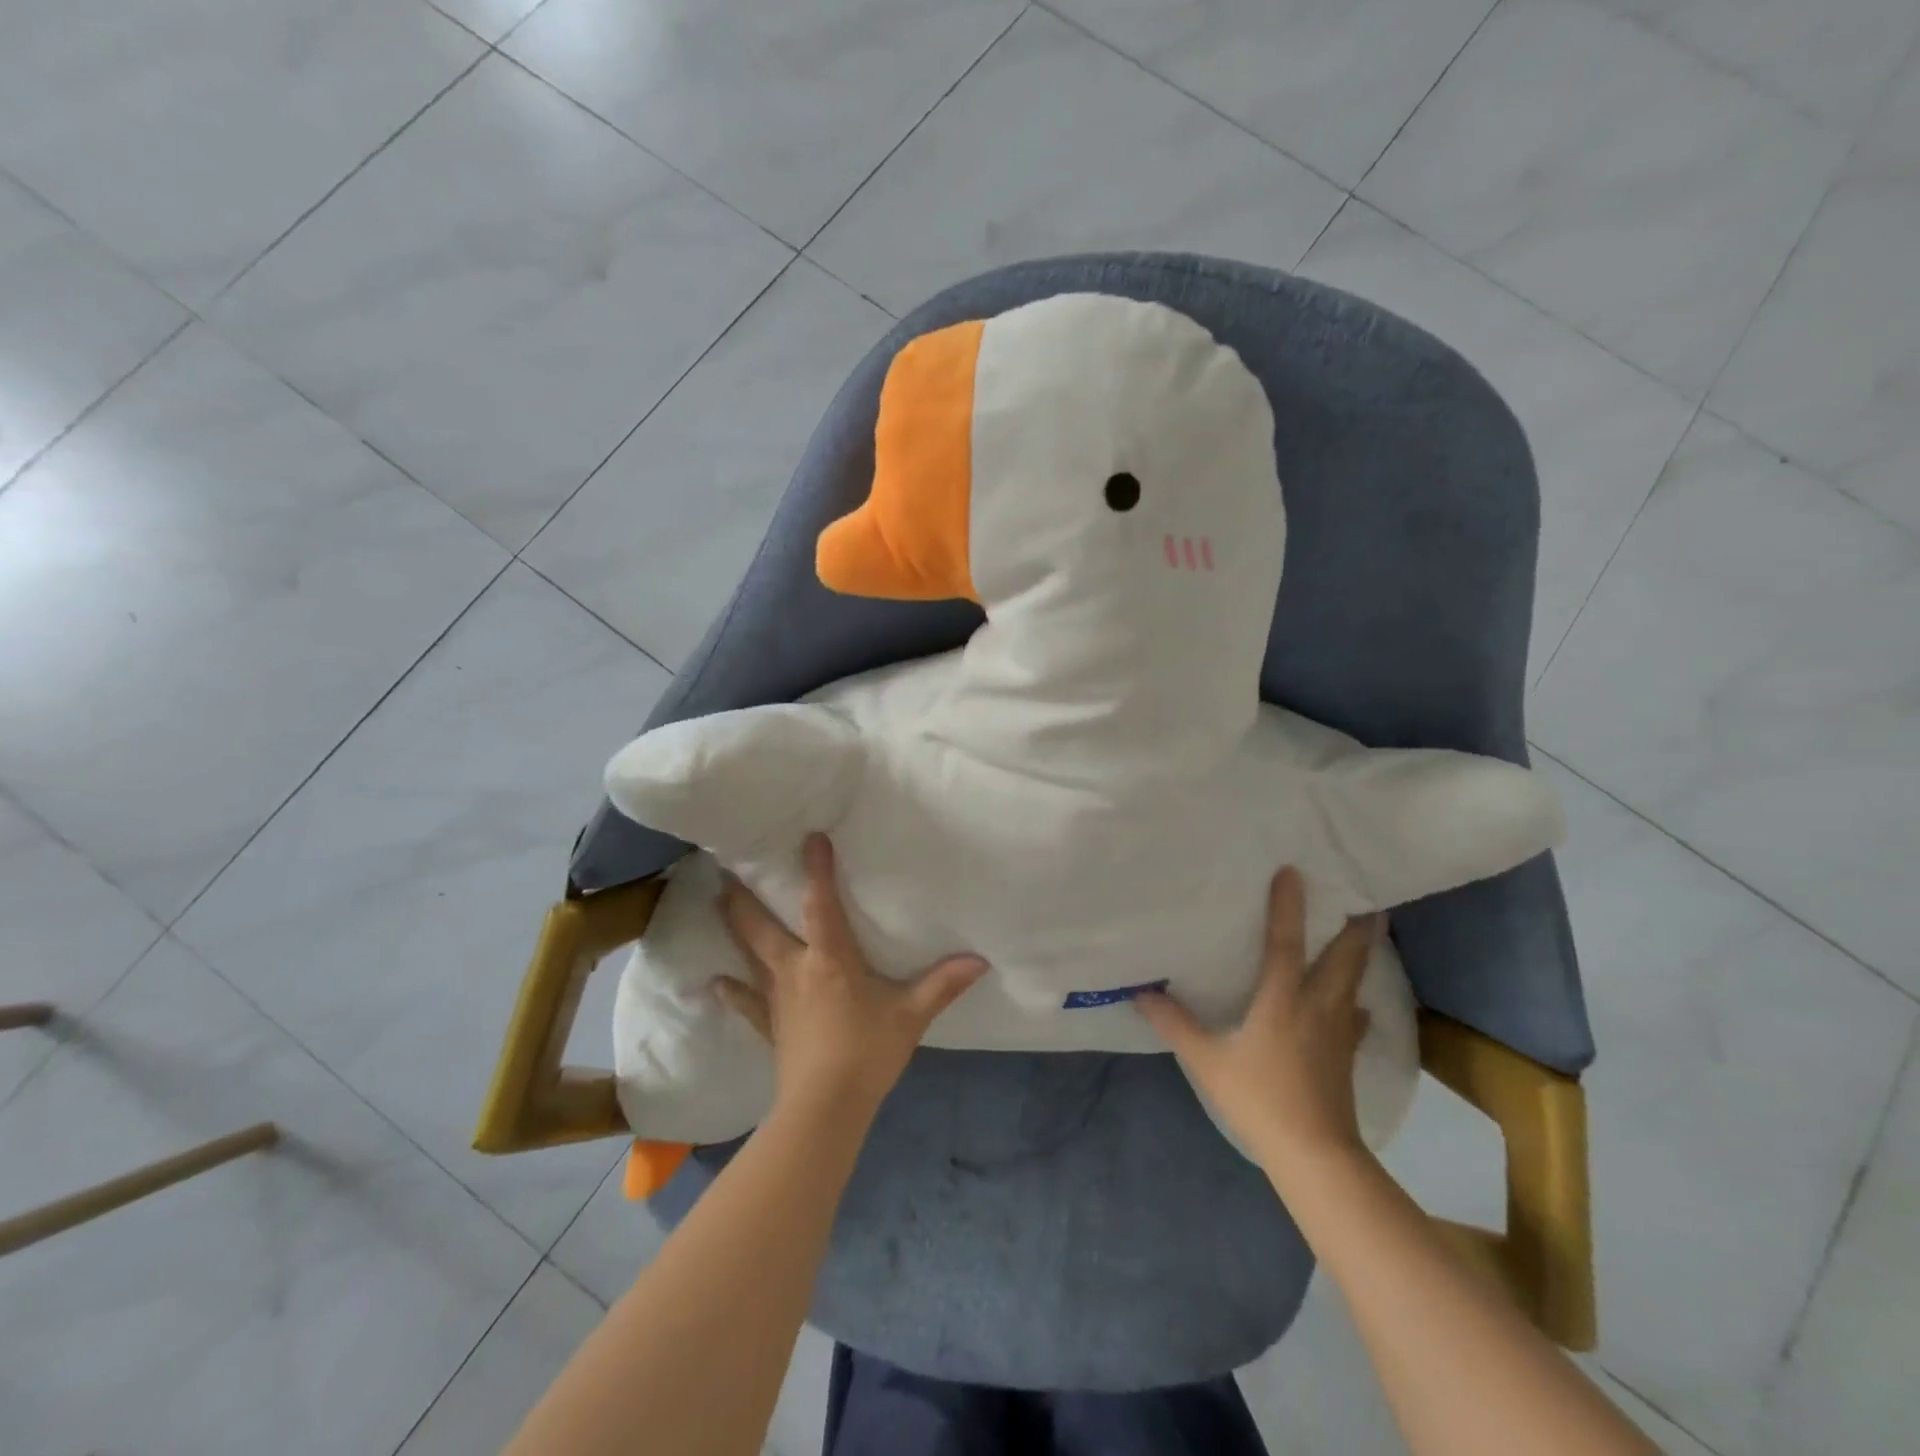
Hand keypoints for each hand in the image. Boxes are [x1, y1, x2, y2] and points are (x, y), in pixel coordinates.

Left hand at [716, 834, 987, 1125]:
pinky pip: (745, 1002)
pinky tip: (714, 982)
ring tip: (718, 901)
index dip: (817, 870)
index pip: (821, 904)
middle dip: (746, 895)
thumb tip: (980, 961)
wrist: (825, 1108)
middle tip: (729, 867)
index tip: (811, 837)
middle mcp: (795, 969)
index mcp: (830, 959)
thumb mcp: (911, 1015)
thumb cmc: (868, 1053)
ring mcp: (776, 998)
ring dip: (733, 926)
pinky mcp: (768, 1025)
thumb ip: (943, 984)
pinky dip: (730, 991)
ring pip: (748, 953)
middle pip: (761, 926)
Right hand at [1136, 866, 1378, 1172]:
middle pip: (1345, 956)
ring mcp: (1338, 1030)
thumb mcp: (1207, 1060)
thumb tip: (1141, 992)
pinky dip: (1357, 999)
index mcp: (1282, 1000)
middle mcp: (1318, 1005)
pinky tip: (1357, 1004)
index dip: (1287, 906)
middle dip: (1357, 924)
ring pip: (1357, 980)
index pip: (1285, 942)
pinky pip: (1356, 1014)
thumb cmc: (1259, 1099)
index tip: (1293, 871)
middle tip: (1367, 896)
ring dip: (1363, 953)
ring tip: (1367, 932)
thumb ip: (1175, 1024)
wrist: (1315, 1155)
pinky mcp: (1347, 1053)